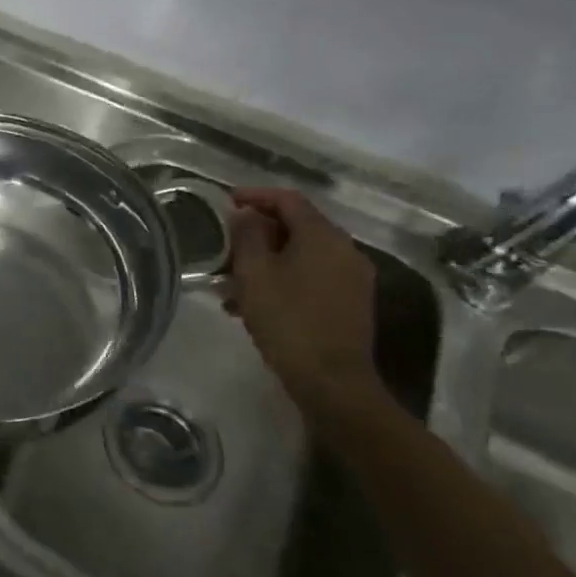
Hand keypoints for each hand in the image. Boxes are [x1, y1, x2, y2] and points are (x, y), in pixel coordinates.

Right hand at [226, 188, 383, 416]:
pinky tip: (252, 302)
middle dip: (257, 232)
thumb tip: (245, 214)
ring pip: (300, 254)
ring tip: (230, 280)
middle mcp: (345, 250)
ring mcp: (351, 278)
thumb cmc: (287, 320)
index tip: (225, 202)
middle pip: (297, 226)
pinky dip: (281, 278)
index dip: (255, 195)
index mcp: (323, 237)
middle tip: (224, 243)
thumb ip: (247, 235)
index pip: (288, 199)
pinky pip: (310, 276)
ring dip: (265, 259)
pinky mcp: (349, 303)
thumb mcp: (254, 273)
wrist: (331, 381)